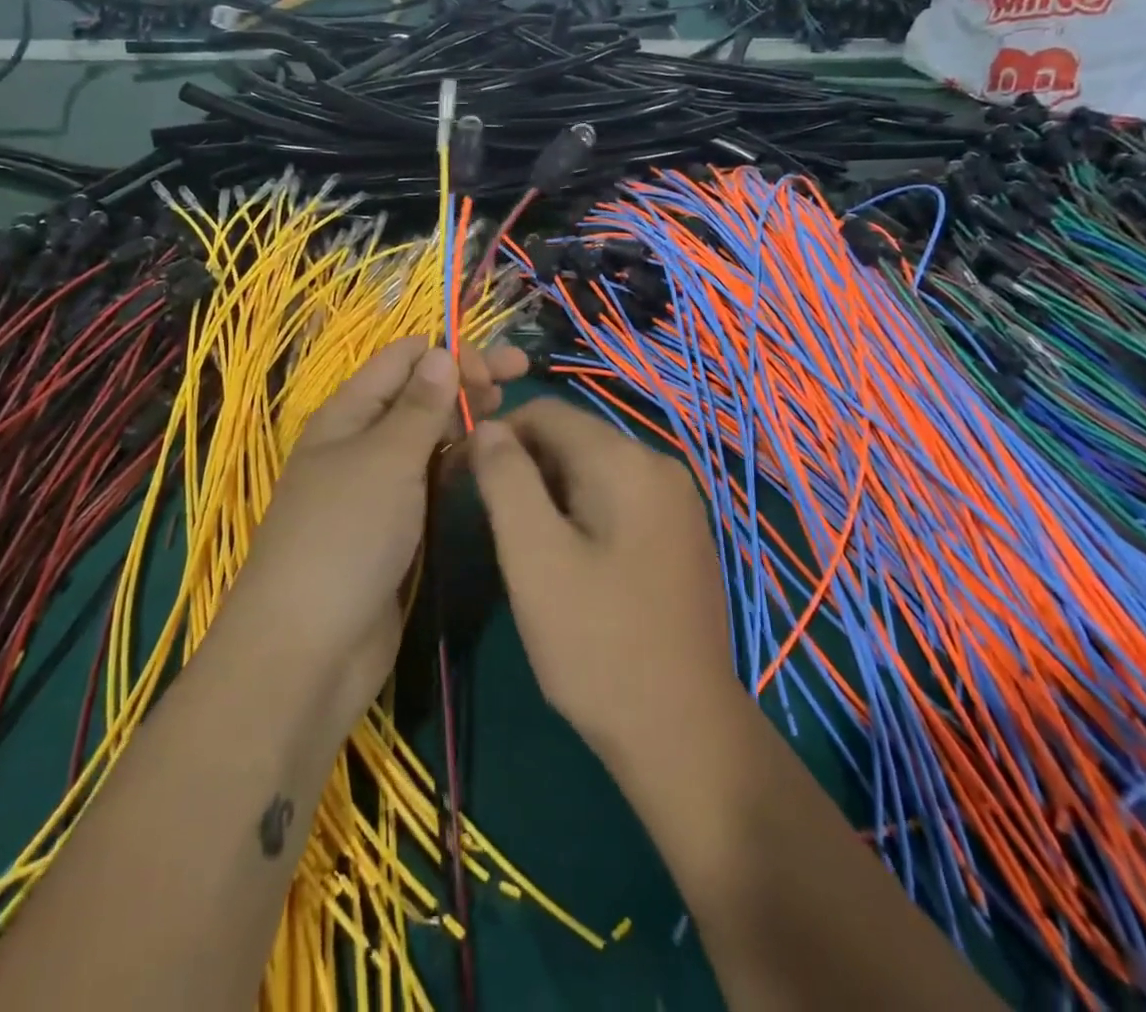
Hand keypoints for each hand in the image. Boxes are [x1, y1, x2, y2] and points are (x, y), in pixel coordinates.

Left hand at [226, 336, 527, 731]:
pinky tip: (489, 456)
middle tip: (519, 374)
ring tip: (509, 410)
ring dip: (464, 417)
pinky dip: (458, 460)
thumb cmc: (345, 536)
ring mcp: (379, 485)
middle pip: (418, 394)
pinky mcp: (396, 525)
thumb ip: (419, 407)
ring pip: (427, 436)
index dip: (447, 351)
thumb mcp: (385, 460)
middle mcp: (361, 442)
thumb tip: (442, 351)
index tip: (495, 364)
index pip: (401, 360)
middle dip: (465, 378)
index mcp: (347, 414)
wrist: (310, 649)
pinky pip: (431, 478)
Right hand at [469, 398, 737, 763]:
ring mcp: (678, 502)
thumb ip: (506, 480)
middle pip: (572, 438)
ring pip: (593, 470)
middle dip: (524, 466)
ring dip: (549, 492)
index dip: (495, 435)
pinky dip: (582, 512)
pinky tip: (568, 561)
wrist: (684, 732)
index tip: (461, 478)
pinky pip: (618, 498)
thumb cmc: (597, 643)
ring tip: (524, 545)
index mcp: (626, 460)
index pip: (546, 412)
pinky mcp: (681, 534)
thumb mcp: (534, 557)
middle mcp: (660, 465)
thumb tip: (487, 427)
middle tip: (489, 521)